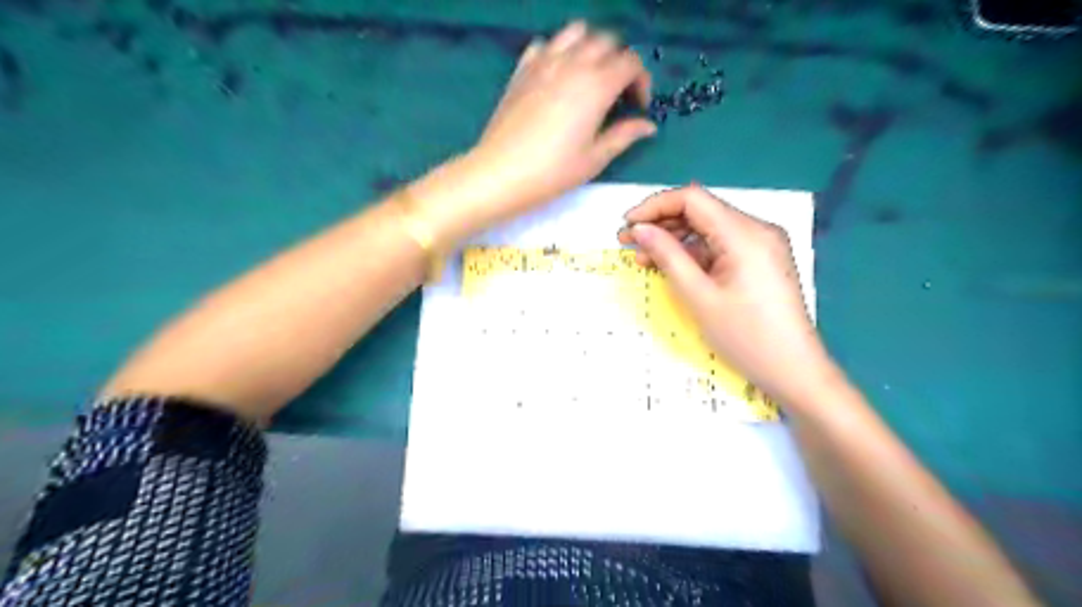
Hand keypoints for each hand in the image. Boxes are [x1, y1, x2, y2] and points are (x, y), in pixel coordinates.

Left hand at [411, 22, 654, 244]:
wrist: (502, 172)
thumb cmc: (553, 171)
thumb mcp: (595, 158)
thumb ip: (624, 135)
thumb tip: (648, 125)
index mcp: (597, 85)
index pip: (631, 63)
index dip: (641, 81)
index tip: (638, 106)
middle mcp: (573, 64)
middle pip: (607, 41)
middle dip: (620, 62)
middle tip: (617, 93)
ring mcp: (544, 62)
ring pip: (577, 33)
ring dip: (591, 47)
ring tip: (590, 77)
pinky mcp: (522, 70)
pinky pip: (546, 45)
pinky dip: (559, 52)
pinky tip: (558, 77)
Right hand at [621, 185, 840, 407]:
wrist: (794, 371)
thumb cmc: (746, 337)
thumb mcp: (699, 296)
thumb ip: (668, 257)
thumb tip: (640, 229)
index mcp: (745, 234)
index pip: (692, 199)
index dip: (655, 206)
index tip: (627, 224)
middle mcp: (756, 230)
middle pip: (701, 211)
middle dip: (661, 223)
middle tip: (627, 241)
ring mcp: (761, 245)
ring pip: (708, 229)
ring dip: (674, 239)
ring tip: (642, 256)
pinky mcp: (760, 261)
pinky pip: (720, 247)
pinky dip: (693, 253)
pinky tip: (670, 266)